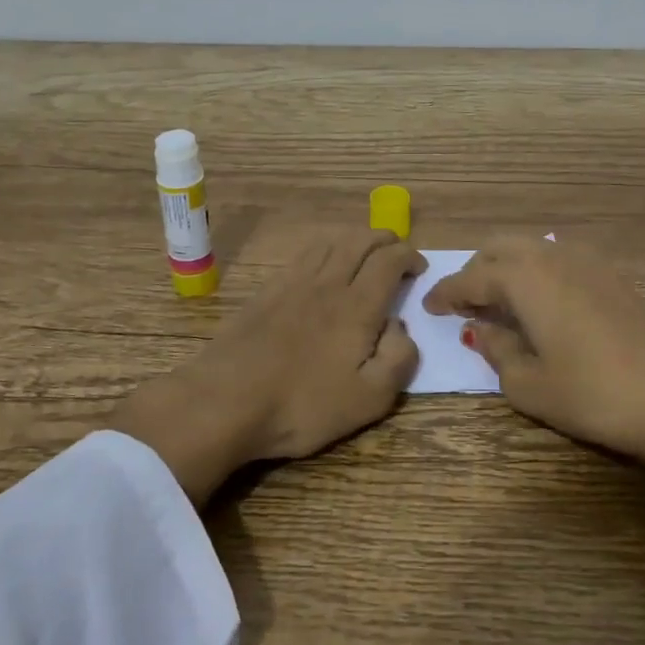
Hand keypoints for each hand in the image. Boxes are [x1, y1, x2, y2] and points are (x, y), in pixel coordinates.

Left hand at [110, 228, 425, 504]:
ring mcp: (293, 283)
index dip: (409, 256)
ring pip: (331, 242)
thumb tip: (400, 326)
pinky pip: (303, 255)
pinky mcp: (267, 291)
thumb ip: (398, 358)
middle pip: (360, 240)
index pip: (389, 260)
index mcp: (358, 306)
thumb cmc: (303, 405)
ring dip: (355, 238)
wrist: (225, 402)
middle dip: (385, 239)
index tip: (419, 268)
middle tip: (397, 252)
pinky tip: (323, 263)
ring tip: (364, 252)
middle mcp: (328, 283)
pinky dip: (324, 248)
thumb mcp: (369, 399)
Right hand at [421, 237, 644, 502]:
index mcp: (525, 278)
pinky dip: (537, 270)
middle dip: (476, 269)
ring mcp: (587, 262)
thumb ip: (497, 350)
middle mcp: (552, 257)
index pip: (472, 277)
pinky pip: (559, 258)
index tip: (429, 305)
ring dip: (507, 265)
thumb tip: (486, 329)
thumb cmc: (591, 395)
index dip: (446, 291)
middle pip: (500, 247)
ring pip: (532, 247)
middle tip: (465, 302)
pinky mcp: (612, 276)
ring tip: (501, 300)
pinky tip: (541, 301)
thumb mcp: (528, 384)